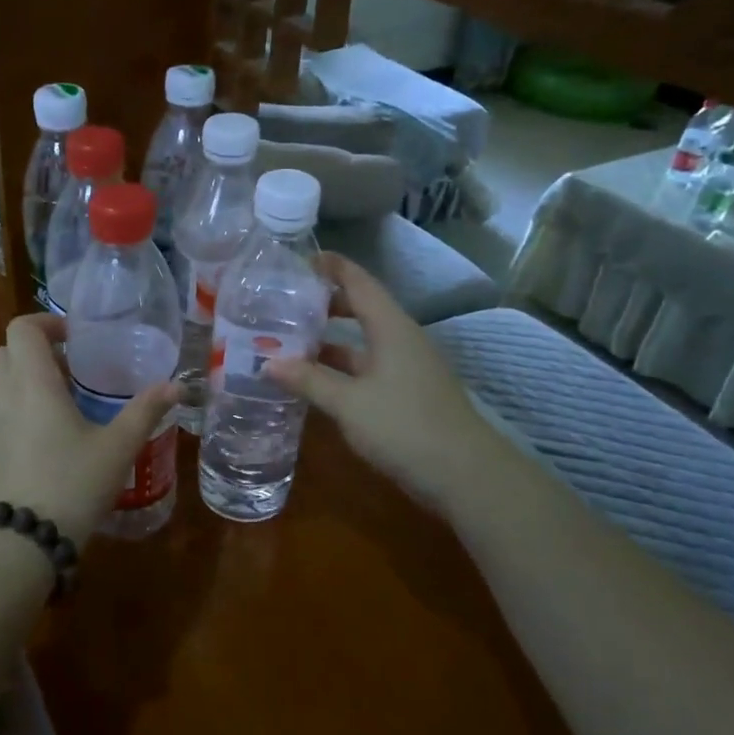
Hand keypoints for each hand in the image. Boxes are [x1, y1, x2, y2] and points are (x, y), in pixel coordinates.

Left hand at [0, 313, 180, 545]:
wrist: (21, 540)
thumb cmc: (72, 484)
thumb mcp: (117, 447)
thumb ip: (145, 412)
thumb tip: (176, 387)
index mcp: (32, 382)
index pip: (22, 329)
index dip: (47, 323)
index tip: (76, 338)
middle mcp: (4, 394)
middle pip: (8, 350)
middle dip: (38, 349)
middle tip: (74, 366)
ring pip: (1, 379)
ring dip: (28, 375)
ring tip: (67, 397)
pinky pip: (0, 406)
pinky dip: (21, 401)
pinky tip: (52, 431)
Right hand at [264, 254, 479, 505]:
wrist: (465, 475)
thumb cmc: (405, 427)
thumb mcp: (349, 403)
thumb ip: (308, 380)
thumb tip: (267, 362)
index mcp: (391, 328)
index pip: (359, 282)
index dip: (332, 266)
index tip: (299, 259)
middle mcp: (400, 340)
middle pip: (360, 309)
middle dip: (324, 304)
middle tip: (285, 303)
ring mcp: (406, 368)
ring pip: (362, 342)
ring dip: (329, 341)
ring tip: (289, 341)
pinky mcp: (406, 394)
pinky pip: (367, 368)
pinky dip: (340, 368)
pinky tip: (315, 381)